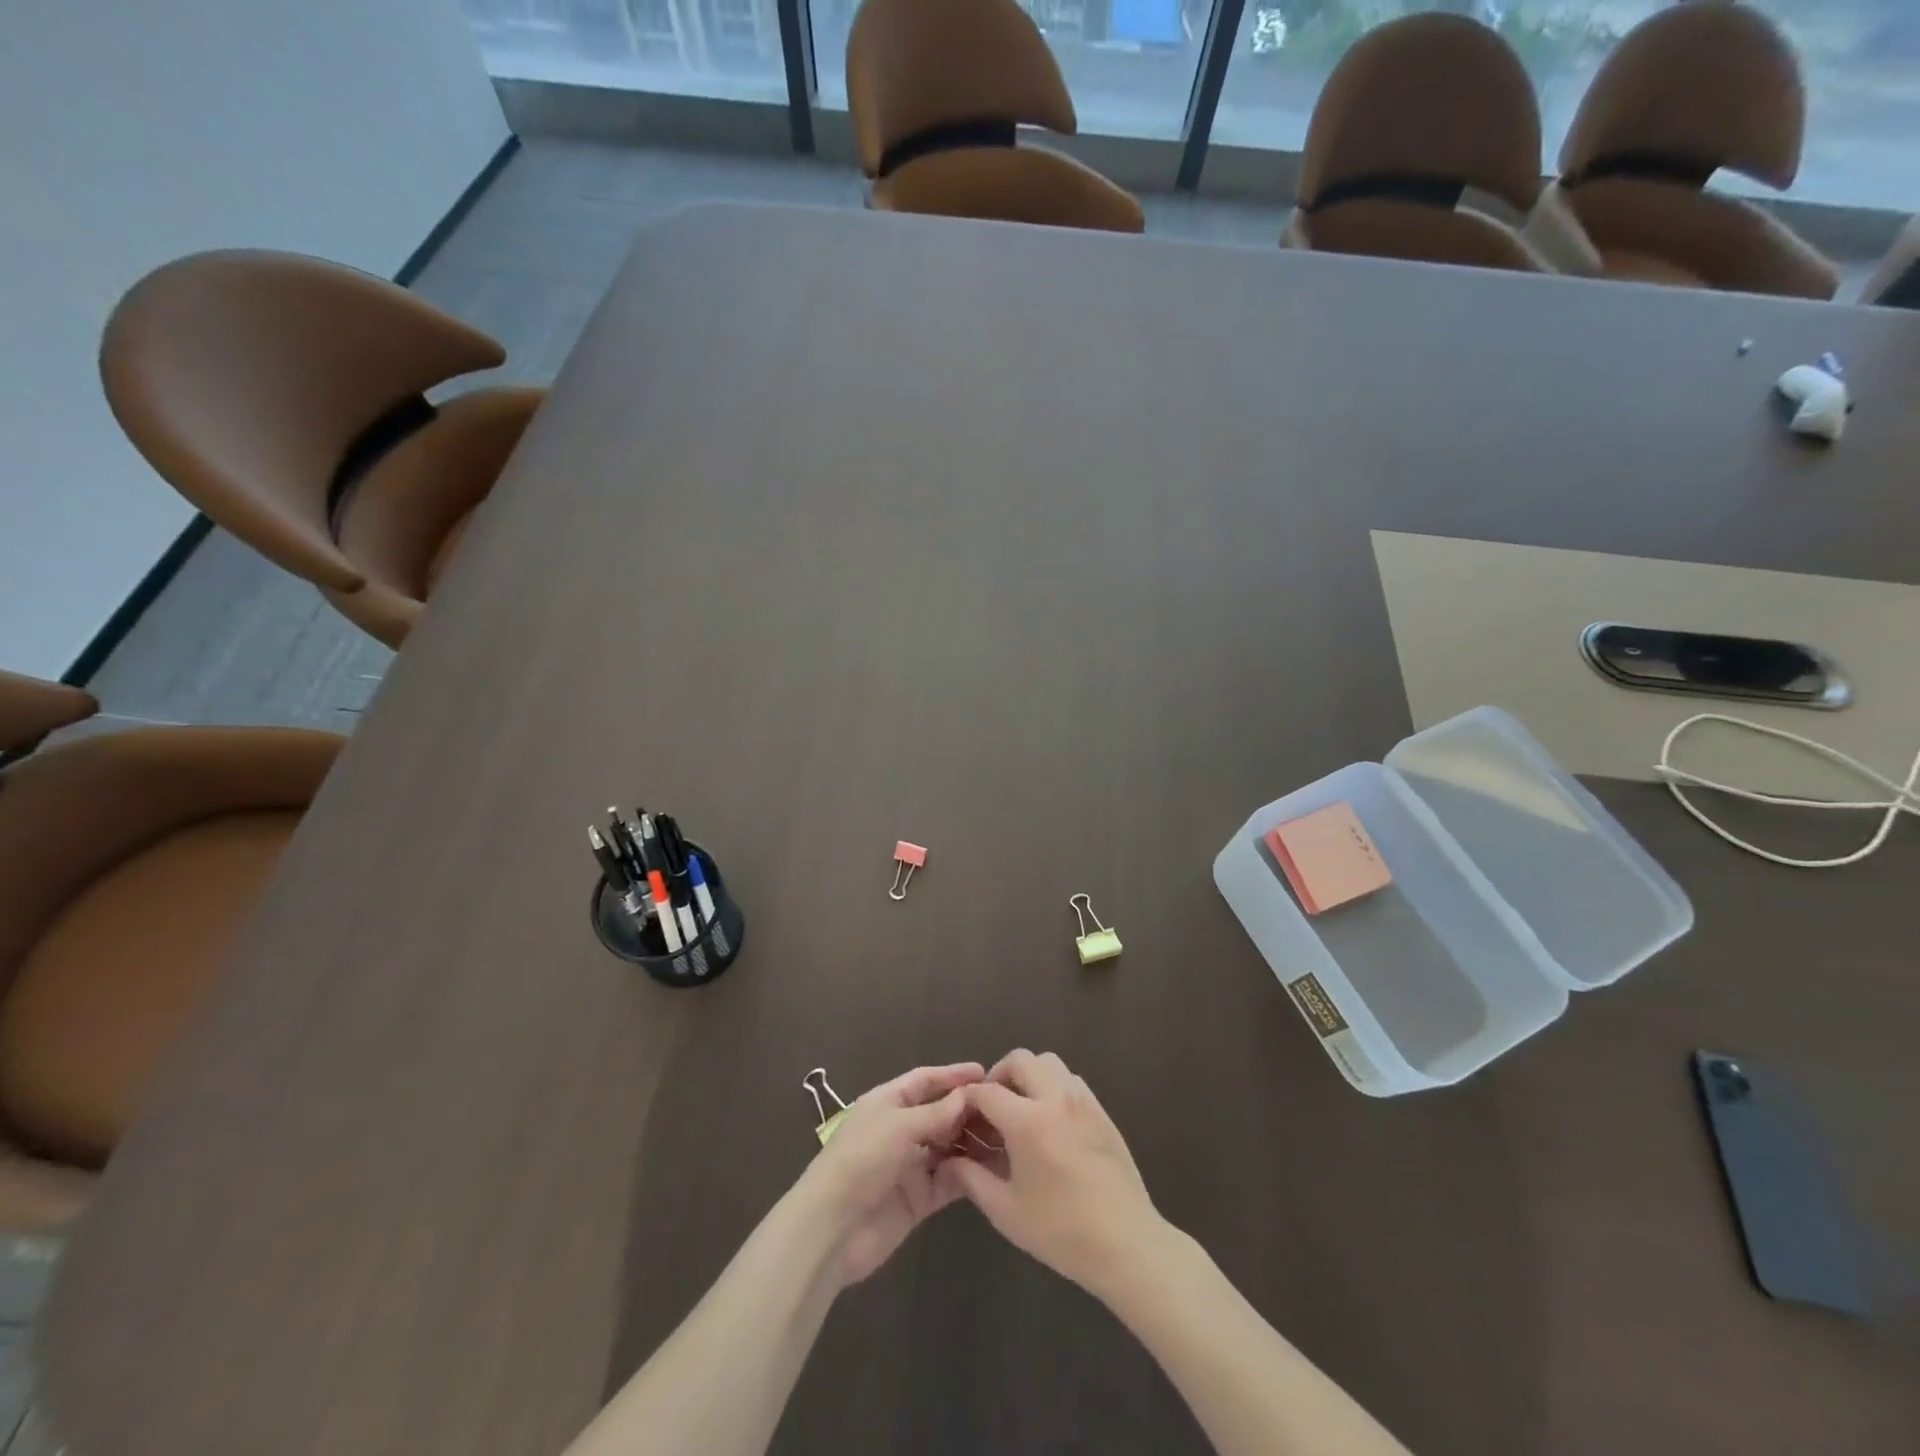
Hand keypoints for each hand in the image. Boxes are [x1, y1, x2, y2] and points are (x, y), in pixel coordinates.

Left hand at [796, 1062, 983, 1287]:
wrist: (832, 1229)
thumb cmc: (861, 1160)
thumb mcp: (899, 1126)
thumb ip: (936, 1113)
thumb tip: (967, 1095)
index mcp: (887, 1103)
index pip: (924, 1081)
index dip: (952, 1075)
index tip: (984, 1072)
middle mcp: (899, 1130)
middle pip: (939, 1113)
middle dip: (967, 1110)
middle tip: (1003, 1108)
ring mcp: (909, 1165)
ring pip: (947, 1147)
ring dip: (970, 1142)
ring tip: (1004, 1137)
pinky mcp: (918, 1199)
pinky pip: (947, 1180)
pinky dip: (966, 1174)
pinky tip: (991, 1169)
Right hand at [938, 1050, 1163, 1297]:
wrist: (1126, 1243)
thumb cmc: (1061, 1231)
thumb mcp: (1006, 1211)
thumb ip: (972, 1179)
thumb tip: (950, 1160)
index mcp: (1027, 1121)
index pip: (988, 1091)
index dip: (969, 1099)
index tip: (962, 1115)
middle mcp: (1055, 1099)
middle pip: (1020, 1060)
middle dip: (999, 1075)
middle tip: (992, 1107)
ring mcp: (1082, 1101)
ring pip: (1049, 1063)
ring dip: (1029, 1075)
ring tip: (1021, 1109)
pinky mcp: (1101, 1112)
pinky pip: (1071, 1080)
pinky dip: (1053, 1086)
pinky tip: (1051, 1121)